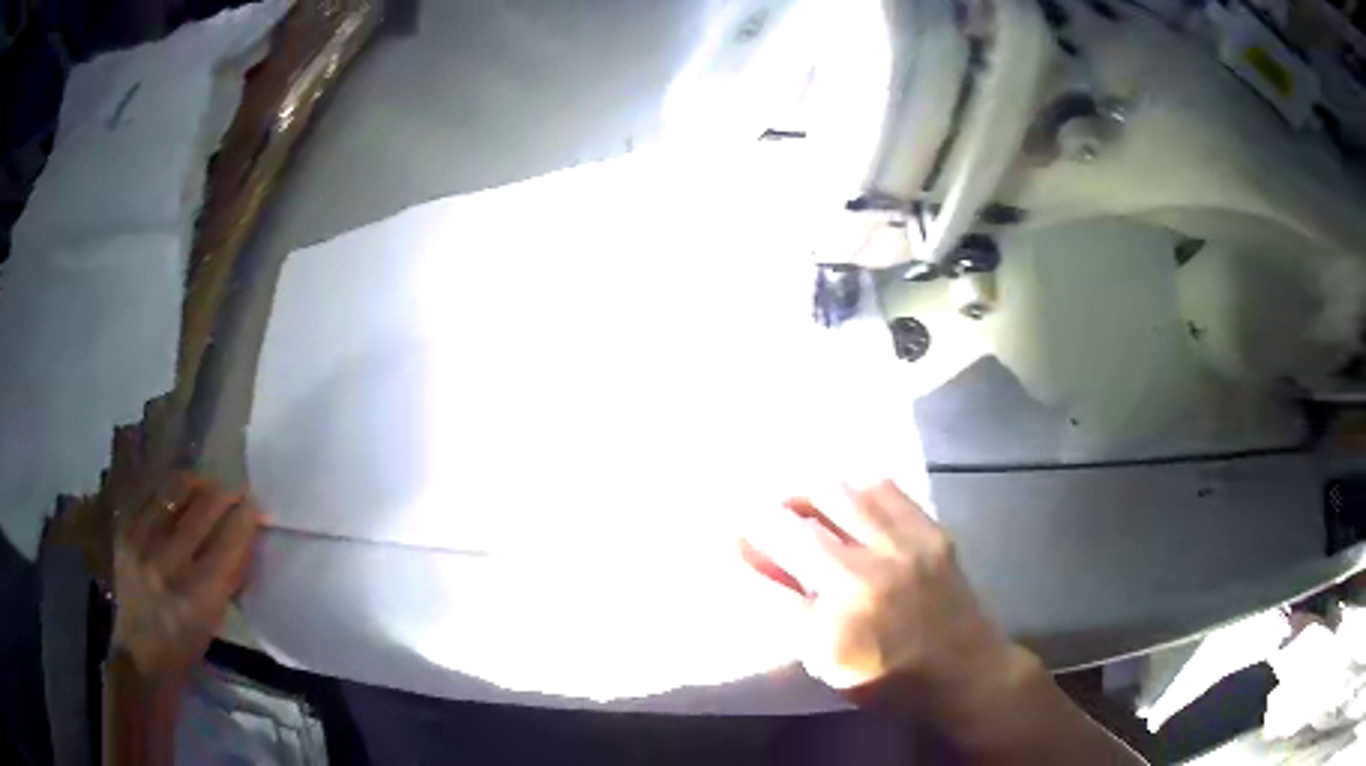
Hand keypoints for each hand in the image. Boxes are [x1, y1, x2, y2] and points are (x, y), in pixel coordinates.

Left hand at [111, 474, 262, 689]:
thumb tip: (248, 537)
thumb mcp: (214, 621)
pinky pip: (152, 494)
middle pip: (203, 510)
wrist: (139, 653)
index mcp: (197, 599)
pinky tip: (180, 493)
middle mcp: (167, 565)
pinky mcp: (125, 529)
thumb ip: (229, 578)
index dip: (246, 519)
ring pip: (175, 491)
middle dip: (226, 495)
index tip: (257, 507)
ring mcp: (141, 542)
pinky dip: (171, 489)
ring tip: (209, 486)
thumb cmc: (186, 648)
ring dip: (199, 484)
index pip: (228, 544)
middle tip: (238, 492)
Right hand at [740, 480, 1026, 709]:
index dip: (755, 527)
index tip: (736, 528)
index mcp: (848, 592)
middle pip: (820, 496)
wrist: (963, 671)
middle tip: (771, 516)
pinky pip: (889, 489)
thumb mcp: (823, 656)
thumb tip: (749, 556)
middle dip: (786, 499)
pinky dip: (859, 489)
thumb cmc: (886, 677)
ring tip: (806, 507)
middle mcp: (879, 553)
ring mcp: (912, 536)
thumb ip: (786, 603)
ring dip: (820, 491)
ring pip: (853, 486)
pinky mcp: (934, 529)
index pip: (788, 537)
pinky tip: (849, 504)